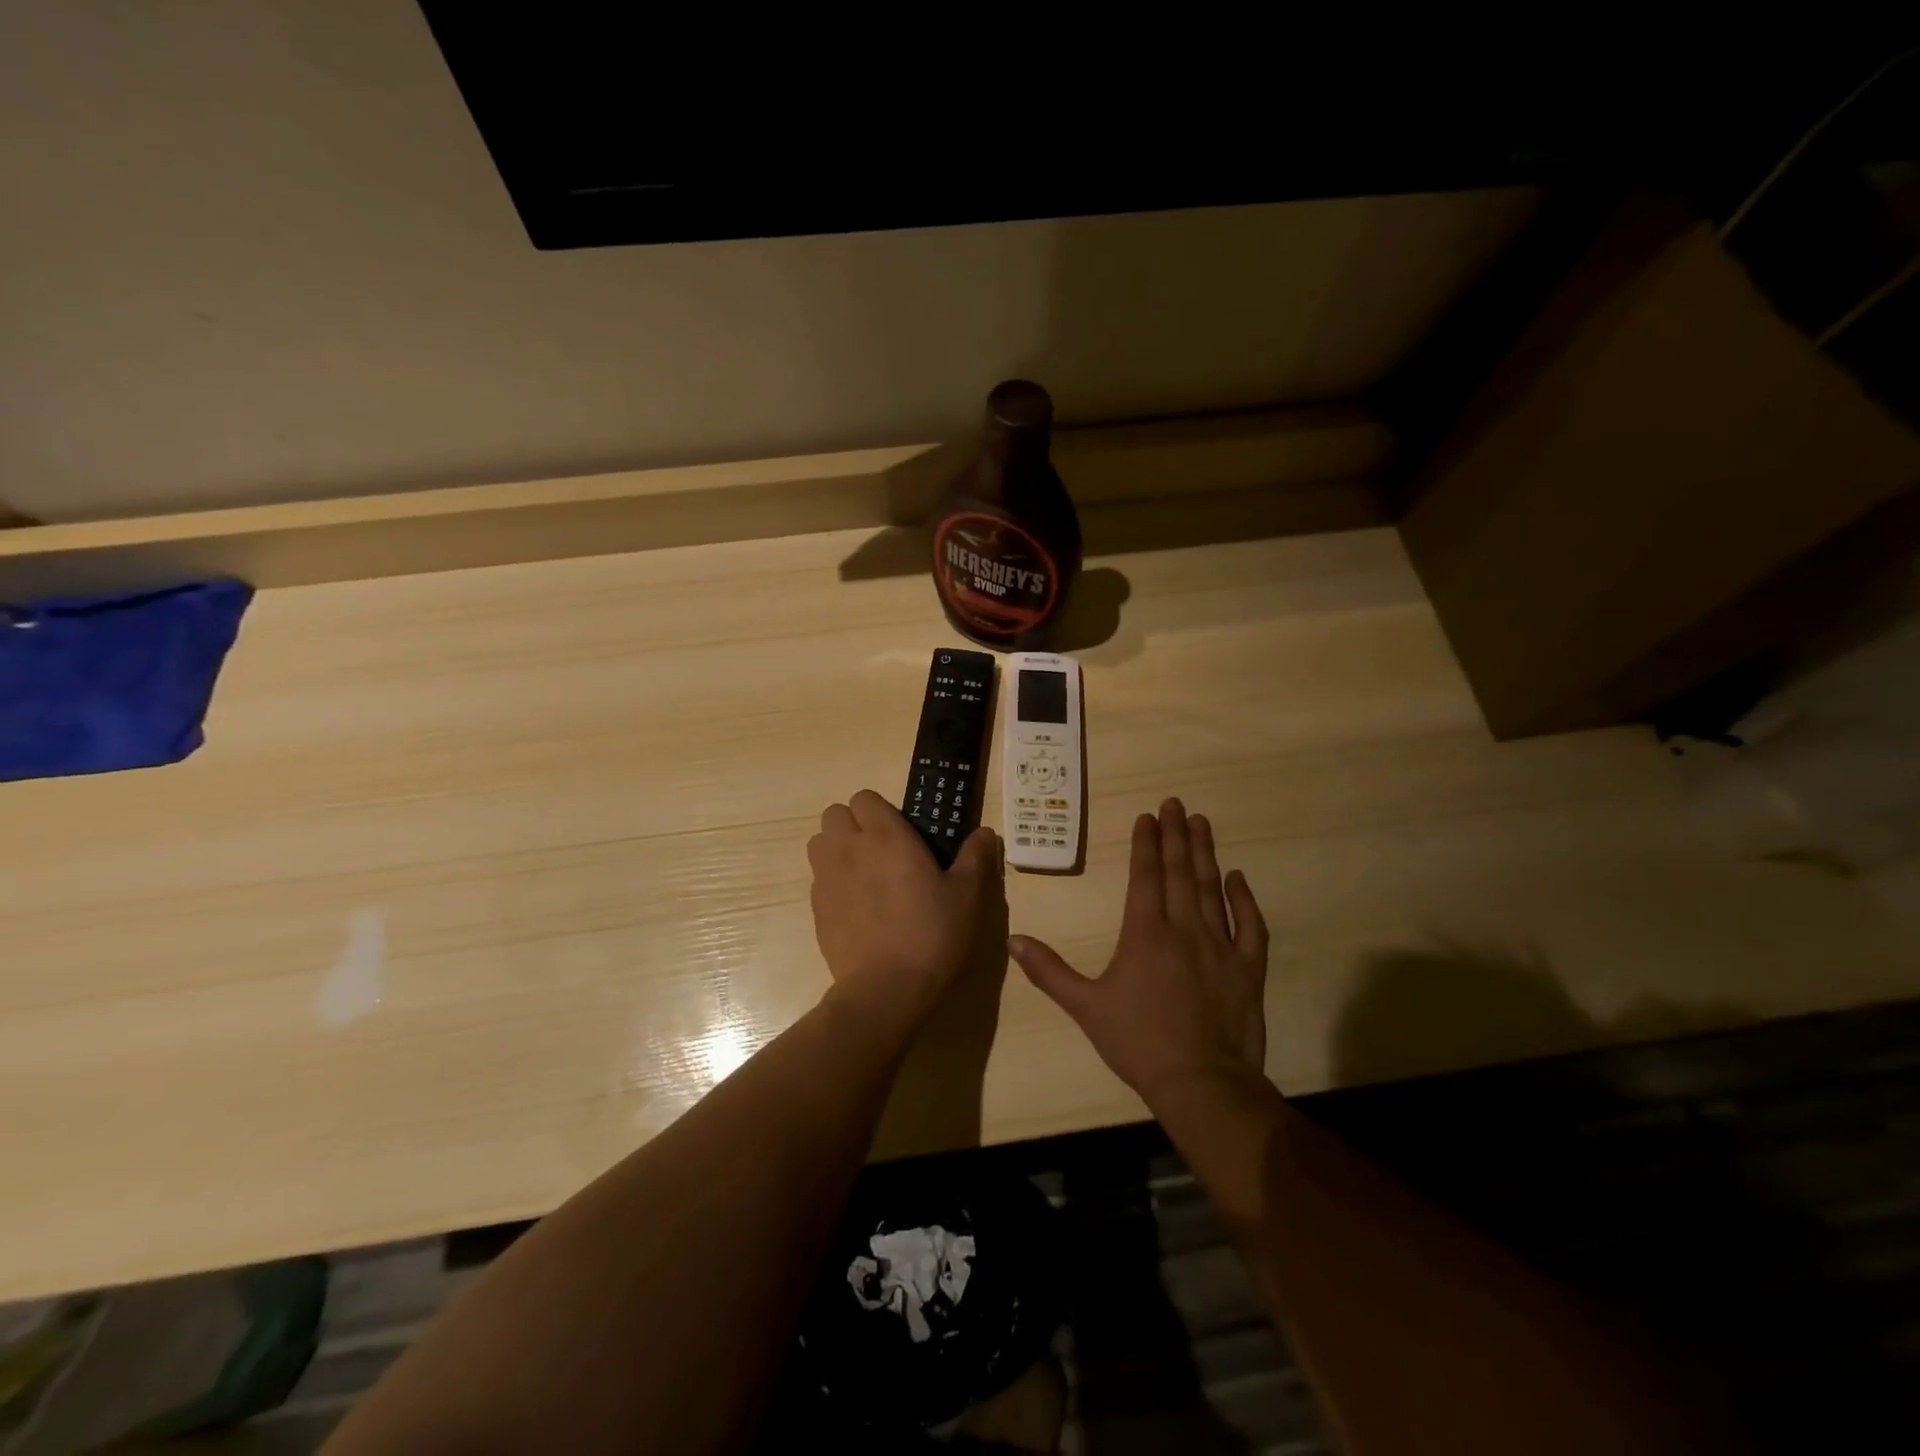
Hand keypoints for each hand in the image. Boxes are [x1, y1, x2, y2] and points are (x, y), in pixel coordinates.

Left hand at [808, 790, 1003, 1032]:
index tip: (899, 832)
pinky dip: (831, 881)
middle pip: (834, 813)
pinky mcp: (815, 908)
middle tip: (880, 850)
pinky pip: (817, 878)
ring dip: (836, 847)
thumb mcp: (967, 895)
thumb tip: (985, 833)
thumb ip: (975, 857)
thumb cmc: (932, 933)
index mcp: (886, 836)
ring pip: (819, 842)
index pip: (864, 797)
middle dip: (853, 823)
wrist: (887, 988)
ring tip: (862, 873)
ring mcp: (827, 877)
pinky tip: (856, 907)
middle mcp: (850, 848)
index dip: (879, 809)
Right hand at [1009, 799, 1268, 1102]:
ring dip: (1205, 853)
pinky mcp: (1248, 967)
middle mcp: (1184, 928)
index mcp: (1145, 933)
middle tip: (1176, 803)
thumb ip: (1049, 971)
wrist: (1201, 1083)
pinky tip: (1237, 878)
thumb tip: (1013, 940)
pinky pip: (1249, 925)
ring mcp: (1220, 945)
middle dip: (1176, 834)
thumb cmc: (1138, 1042)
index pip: (1145, 876)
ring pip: (1211, 888)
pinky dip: (1244, 900)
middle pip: (1179, 871)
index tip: (1148, 816)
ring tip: (1201, 823)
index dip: (1146, 844)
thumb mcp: (1085, 1006)